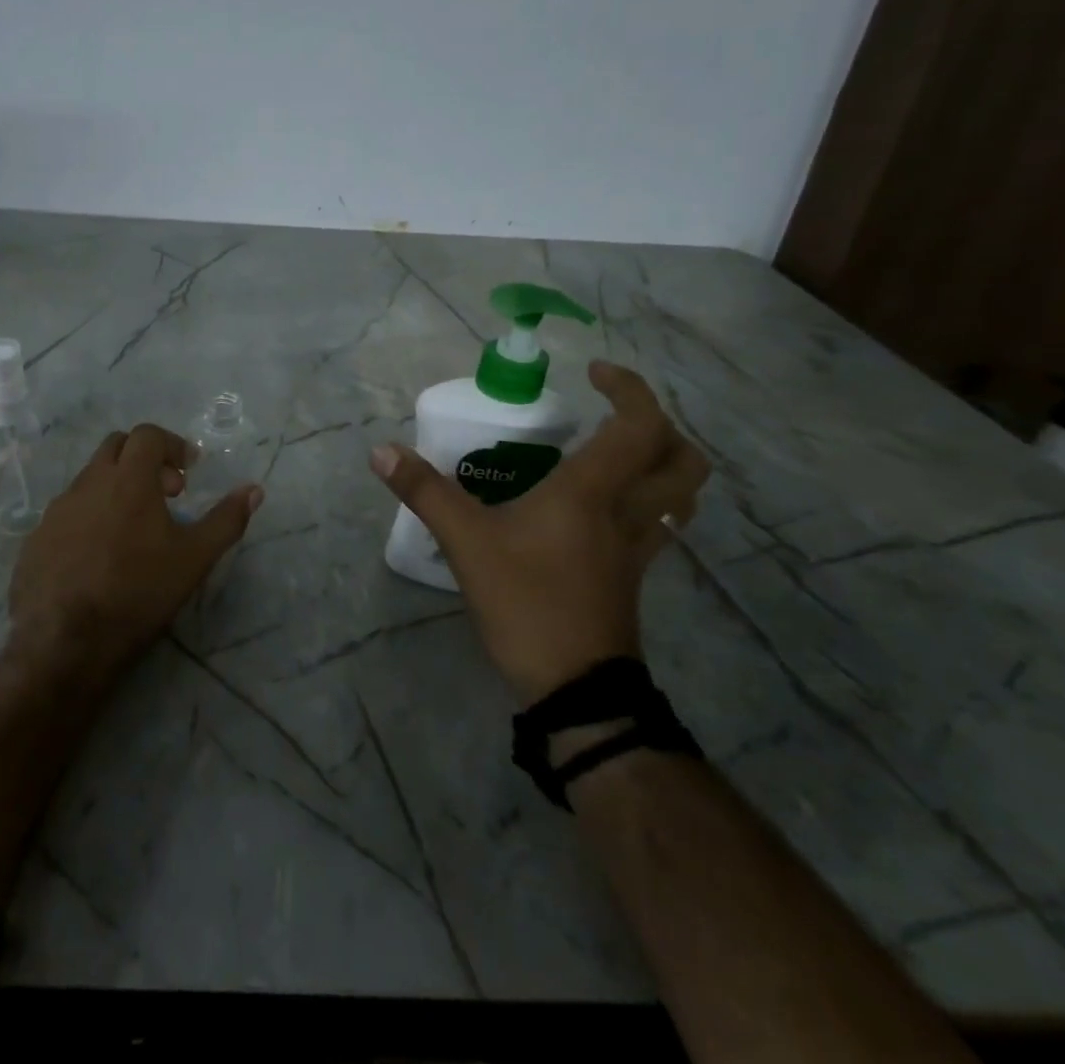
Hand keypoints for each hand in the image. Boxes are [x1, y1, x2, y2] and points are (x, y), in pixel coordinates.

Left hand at [9, 424, 262, 686]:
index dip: (172, 445)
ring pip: (90, 479)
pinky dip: (90, 516)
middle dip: (144, 459)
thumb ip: (226, 520)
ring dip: (116, 488)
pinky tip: (99, 554)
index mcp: (128, 479)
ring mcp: (57, 509)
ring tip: (134, 528)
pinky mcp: (36, 537)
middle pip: (116, 447)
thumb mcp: (194, 558)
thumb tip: (254, 490)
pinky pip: (68, 511)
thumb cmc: (137, 592)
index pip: (148, 435)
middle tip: (166, 493)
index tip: (188, 471)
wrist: (64, 642)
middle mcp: (88, 483)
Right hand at [369, 361, 708, 706]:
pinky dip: (647, 501)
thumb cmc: (527, 603)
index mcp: (593, 492)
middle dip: (660, 425)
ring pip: (680, 494)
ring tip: (618, 454)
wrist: (576, 690)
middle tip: (614, 415)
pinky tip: (604, 509)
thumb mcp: (466, 543)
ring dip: (663, 463)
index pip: (638, 425)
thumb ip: (425, 492)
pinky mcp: (633, 576)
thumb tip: (382, 451)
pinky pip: (660, 524)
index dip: (628, 388)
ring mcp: (638, 547)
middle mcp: (628, 512)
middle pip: (682, 459)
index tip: (593, 373)